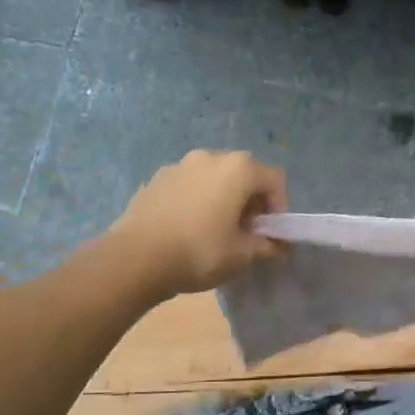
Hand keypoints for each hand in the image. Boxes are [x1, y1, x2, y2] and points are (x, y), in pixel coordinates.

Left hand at [109, 151, 288, 295]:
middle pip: (244, 173)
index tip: (271, 233)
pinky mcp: (156, 178)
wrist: (135, 258)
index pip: (275, 180)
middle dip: (252, 200)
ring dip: (224, 198)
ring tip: (216, 229)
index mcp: (238, 169)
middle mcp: (210, 156)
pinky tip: (189, 227)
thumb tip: (278, 245)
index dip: (280, 207)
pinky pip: (189, 185)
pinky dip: (198, 200)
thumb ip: (267, 246)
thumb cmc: (200, 252)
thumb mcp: (242, 255)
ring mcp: (180, 164)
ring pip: (215, 177)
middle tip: (247, 231)